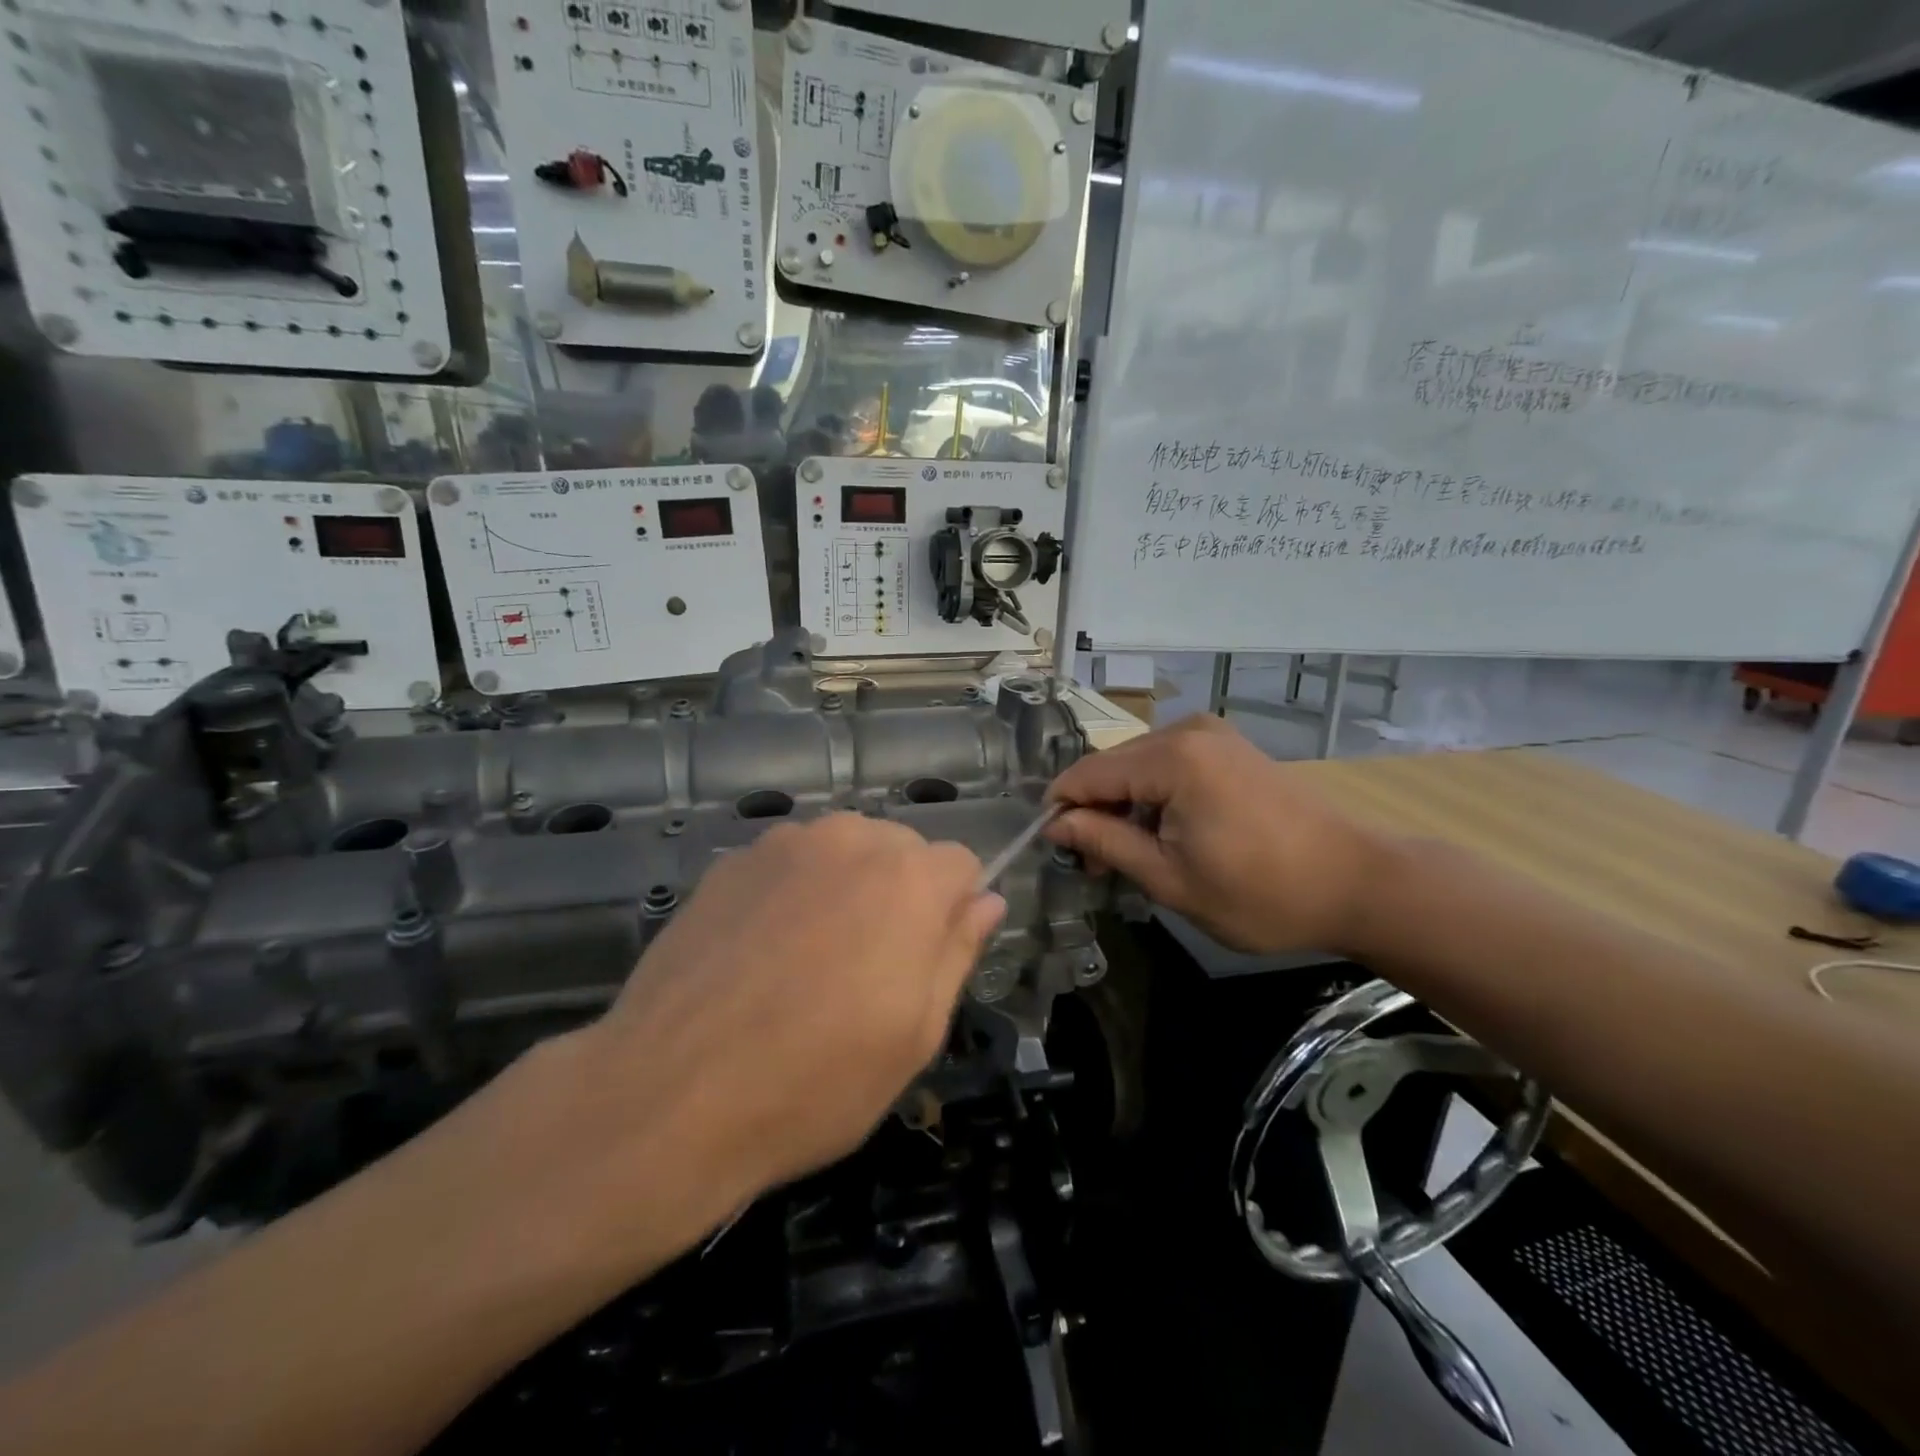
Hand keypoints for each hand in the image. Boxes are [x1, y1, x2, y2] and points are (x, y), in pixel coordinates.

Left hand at [576, 814, 1003, 1229]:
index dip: (954, 910)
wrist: (667, 1097)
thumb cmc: (814, 1083)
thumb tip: (986, 901)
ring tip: (811, 960)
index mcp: (908, 879)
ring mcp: (781, 845)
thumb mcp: (915, 1035)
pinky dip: (792, 892)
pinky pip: (787, 864)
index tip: (929, 959)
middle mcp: (849, 840)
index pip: (961, 863)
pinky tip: (760, 954)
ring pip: (843, 850)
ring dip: (846, 888)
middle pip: (901, 850)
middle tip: (869, 969)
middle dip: (901, 895)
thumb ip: (958, 952)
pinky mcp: (729, 863)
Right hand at [1045, 715, 1388, 954]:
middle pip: (1111, 765)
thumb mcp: (1170, 878)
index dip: (1061, 810)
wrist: (1356, 882)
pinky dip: (1153, 795)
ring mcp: (1212, 734)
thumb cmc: (1261, 892)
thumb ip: (1105, 842)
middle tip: (1094, 865)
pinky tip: (1163, 832)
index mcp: (1172, 758)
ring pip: (1138, 764)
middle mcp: (1187, 731)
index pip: (1086, 774)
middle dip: (1094, 810)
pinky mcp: (1227, 746)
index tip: (1055, 851)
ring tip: (1129, 855)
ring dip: (1123, 804)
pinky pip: (1168, 763)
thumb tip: (1055, 825)